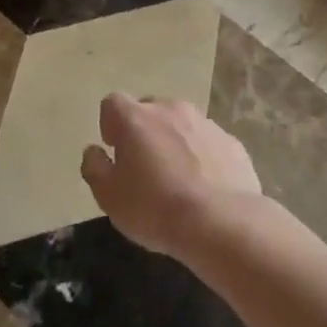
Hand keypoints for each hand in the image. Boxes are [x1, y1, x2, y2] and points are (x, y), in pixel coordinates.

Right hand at [81, 94, 262, 256]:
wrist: (221, 223)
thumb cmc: (154, 208)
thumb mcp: (109, 196)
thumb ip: (94, 167)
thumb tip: (94, 151)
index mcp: (135, 118)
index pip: (112, 103)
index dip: (110, 125)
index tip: (115, 151)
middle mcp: (170, 109)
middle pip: (150, 109)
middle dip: (144, 131)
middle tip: (145, 166)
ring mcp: (205, 123)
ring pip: (182, 124)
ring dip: (175, 142)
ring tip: (178, 179)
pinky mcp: (232, 143)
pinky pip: (209, 143)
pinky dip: (203, 156)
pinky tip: (206, 187)